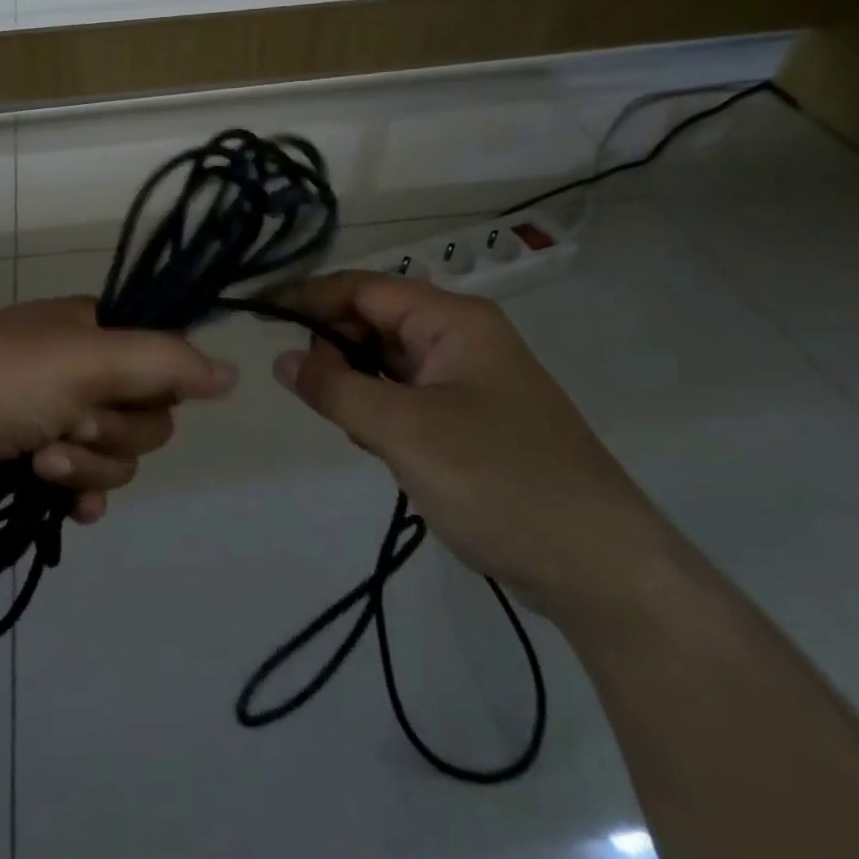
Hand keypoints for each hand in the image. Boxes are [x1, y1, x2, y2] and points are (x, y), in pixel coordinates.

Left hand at [0, 296, 237, 524]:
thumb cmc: (2, 380)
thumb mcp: (88, 358)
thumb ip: (166, 361)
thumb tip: (234, 373)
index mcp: (90, 329)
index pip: (161, 360)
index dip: (153, 387)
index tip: (127, 395)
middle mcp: (77, 368)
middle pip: (145, 415)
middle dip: (112, 431)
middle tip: (69, 426)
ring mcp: (53, 416)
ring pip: (117, 454)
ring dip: (88, 464)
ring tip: (42, 461)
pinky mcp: (33, 463)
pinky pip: (87, 484)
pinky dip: (80, 494)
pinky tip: (63, 504)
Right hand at [272, 271, 673, 618]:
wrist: (601, 569)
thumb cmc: (500, 482)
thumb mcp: (405, 432)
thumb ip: (335, 388)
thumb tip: (281, 358)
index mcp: (454, 321)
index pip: (364, 289)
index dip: (308, 298)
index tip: (258, 316)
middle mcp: (461, 339)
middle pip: (375, 321)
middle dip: (332, 345)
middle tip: (301, 386)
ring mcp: (467, 381)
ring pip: (387, 362)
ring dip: (354, 382)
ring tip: (338, 419)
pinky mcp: (469, 420)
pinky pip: (405, 396)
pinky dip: (377, 409)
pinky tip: (370, 441)